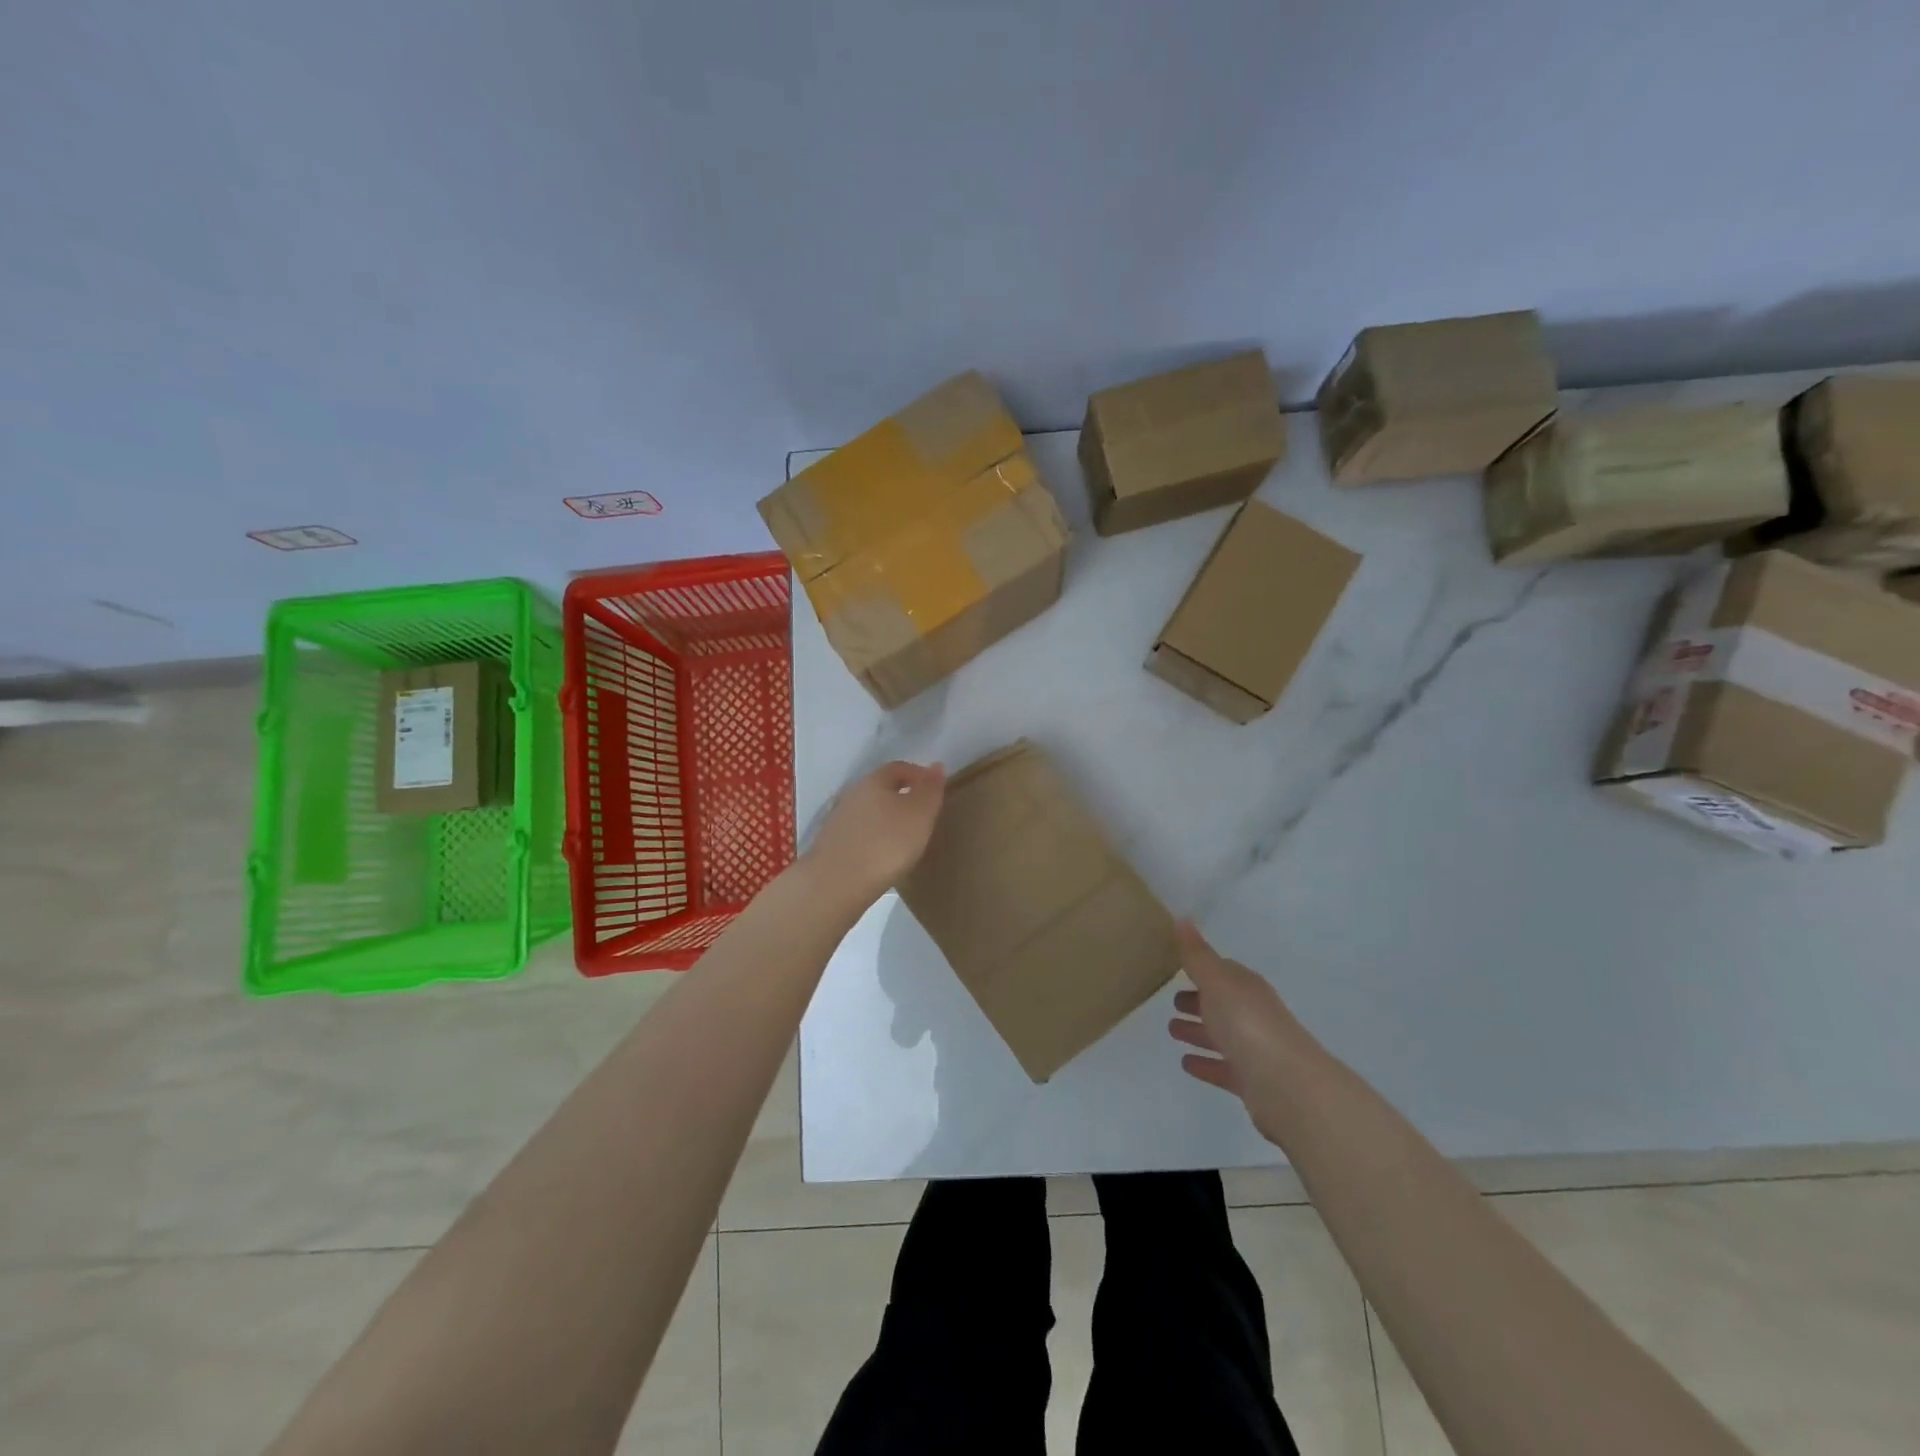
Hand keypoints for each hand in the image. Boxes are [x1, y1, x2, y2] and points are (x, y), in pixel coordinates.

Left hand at [803, 760, 946, 904]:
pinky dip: (874, 838)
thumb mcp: (919, 814)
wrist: (837, 883)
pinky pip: (859, 833)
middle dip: (902, 797)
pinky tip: (882, 855)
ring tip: (904, 838)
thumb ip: (930, 789)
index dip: (919, 775)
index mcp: (874, 781)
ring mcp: (838, 820)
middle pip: (881, 788)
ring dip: (886, 819)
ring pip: (869, 811)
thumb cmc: (886, 843)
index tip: (934, 791)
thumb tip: (936, 765)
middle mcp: (852, 794)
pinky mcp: (831, 844)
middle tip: (922, 815)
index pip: (899, 768)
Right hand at [1168, 921, 1302, 1142]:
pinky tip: (1186, 1063)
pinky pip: (1223, 1067)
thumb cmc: (1248, 1024)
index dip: (1200, 969)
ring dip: (1198, 1032)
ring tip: (1171, 1031)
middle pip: (1221, 1003)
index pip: (1222, 971)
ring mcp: (1255, 1048)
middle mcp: (1253, 1014)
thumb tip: (1183, 917)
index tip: (1176, 968)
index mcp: (1246, 987)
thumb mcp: (1216, 981)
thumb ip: (1197, 954)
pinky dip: (1206, 1063)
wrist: (1288, 1085)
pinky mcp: (1252, 1081)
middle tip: (1170, 1003)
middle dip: (1197, 1001)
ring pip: (1221, 1035)